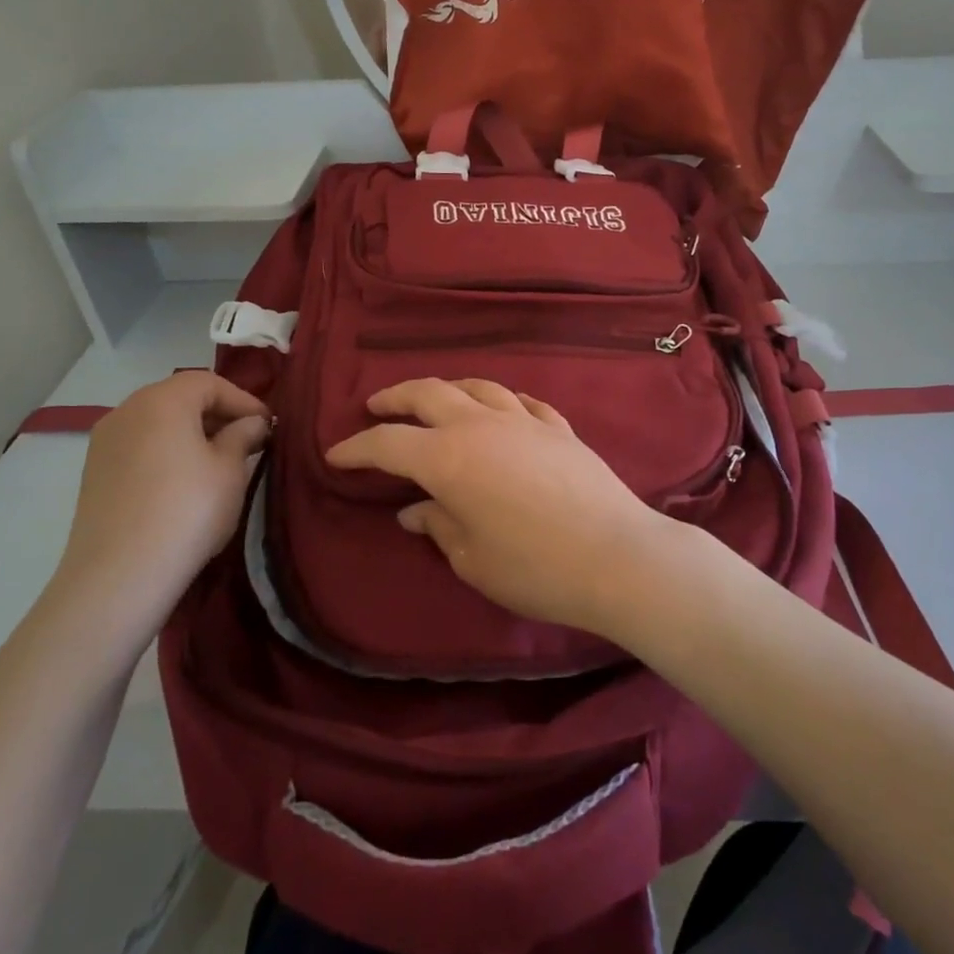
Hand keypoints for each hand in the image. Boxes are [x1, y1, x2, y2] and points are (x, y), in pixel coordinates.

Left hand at [48, 371, 268, 642]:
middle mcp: (126, 410)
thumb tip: (251, 423)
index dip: (244, 400)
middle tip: (249, 441)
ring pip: (159, 422)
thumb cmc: (188, 509)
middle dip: (218, 414)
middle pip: (180, 397)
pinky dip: (168, 451)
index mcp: (161, 401)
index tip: (268, 426)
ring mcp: (105, 442)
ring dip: (193, 433)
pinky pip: (141, 446)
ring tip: (221, 461)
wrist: (120, 574)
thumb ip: (243, 435)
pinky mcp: (95, 472)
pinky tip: (187, 481)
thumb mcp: (230, 469)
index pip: (209, 382)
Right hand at [325, 378, 668, 635]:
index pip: (388, 444)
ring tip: (435, 400)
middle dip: (395, 398)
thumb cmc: (535, 567)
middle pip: (428, 394)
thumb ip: (439, 526)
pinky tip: (500, 410)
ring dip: (447, 390)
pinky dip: (500, 402)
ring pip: (477, 387)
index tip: (336, 455)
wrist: (616, 556)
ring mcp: (525, 421)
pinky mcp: (559, 428)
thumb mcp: (473, 559)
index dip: (357, 448)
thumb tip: (414, 511)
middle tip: (376, 407)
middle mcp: (481, 426)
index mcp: (448, 458)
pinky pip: (521, 402)